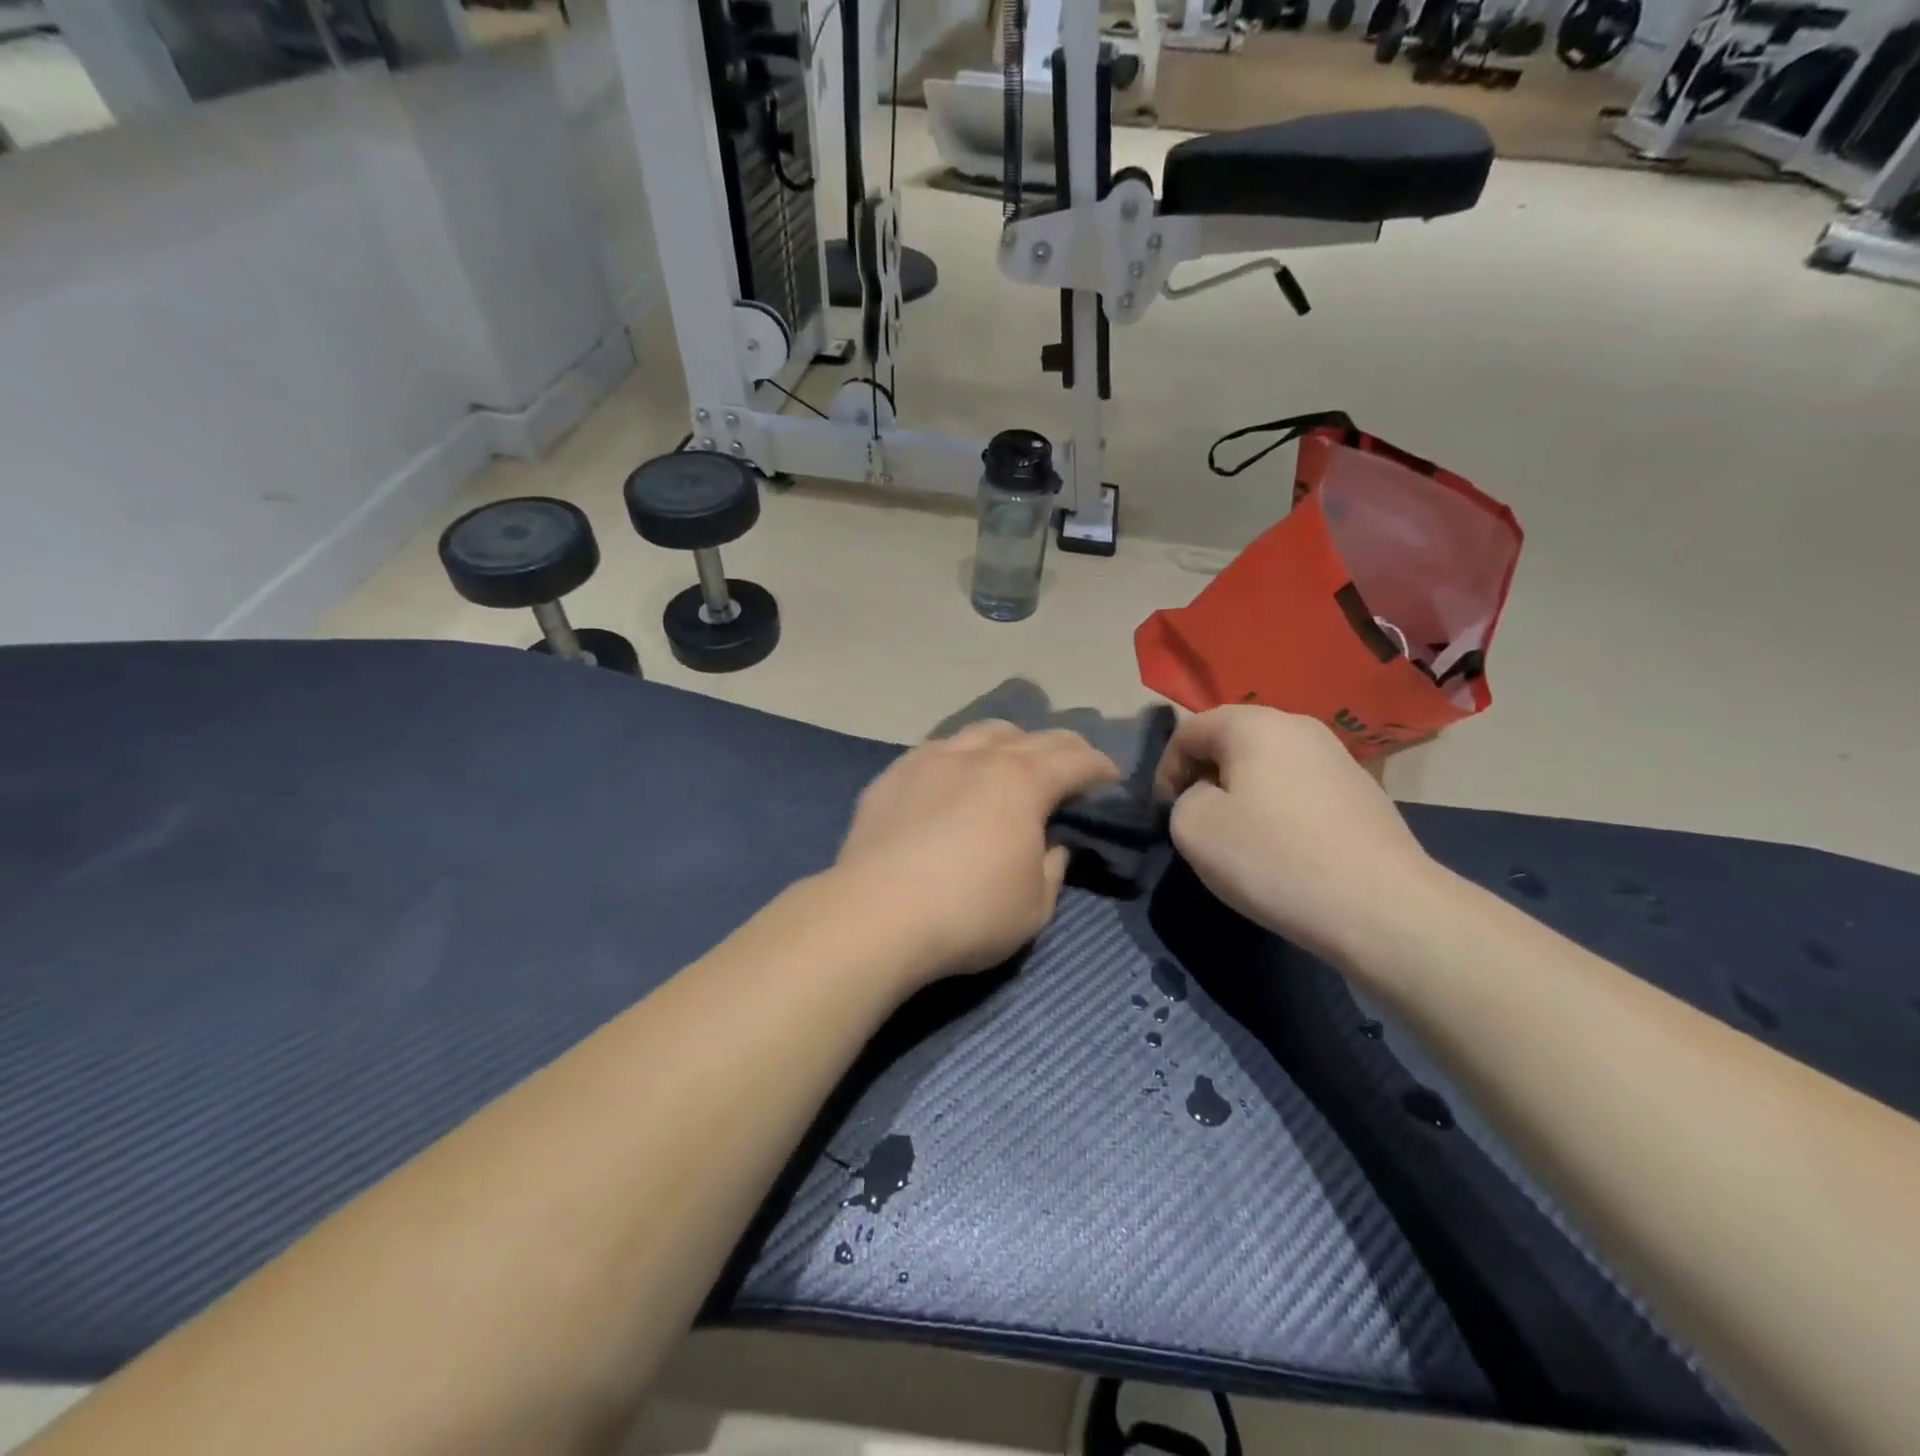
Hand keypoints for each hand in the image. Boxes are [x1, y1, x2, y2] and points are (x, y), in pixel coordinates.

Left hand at [834, 721, 1119, 982]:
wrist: (876, 915)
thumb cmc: (968, 913)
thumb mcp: (1035, 905)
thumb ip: (1053, 868)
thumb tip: (1053, 844)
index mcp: (1022, 782)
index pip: (1074, 760)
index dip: (1100, 766)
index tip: (1110, 777)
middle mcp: (979, 757)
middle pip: (1032, 736)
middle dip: (1062, 748)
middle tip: (1073, 765)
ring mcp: (930, 759)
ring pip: (981, 732)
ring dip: (1009, 741)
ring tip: (1013, 759)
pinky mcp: (893, 775)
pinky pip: (938, 749)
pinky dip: (961, 756)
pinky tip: (955, 776)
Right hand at [1155, 706, 1447, 963]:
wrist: (1383, 909)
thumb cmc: (1274, 859)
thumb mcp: (1193, 827)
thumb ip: (1181, 799)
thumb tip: (1208, 797)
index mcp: (1255, 724)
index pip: (1189, 730)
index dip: (1166, 771)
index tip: (1167, 814)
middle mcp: (1300, 727)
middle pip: (1231, 743)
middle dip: (1205, 779)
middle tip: (1200, 825)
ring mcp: (1339, 759)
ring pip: (1268, 767)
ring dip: (1243, 796)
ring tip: (1242, 842)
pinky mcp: (1364, 793)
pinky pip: (1301, 790)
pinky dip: (1280, 812)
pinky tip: (1286, 853)